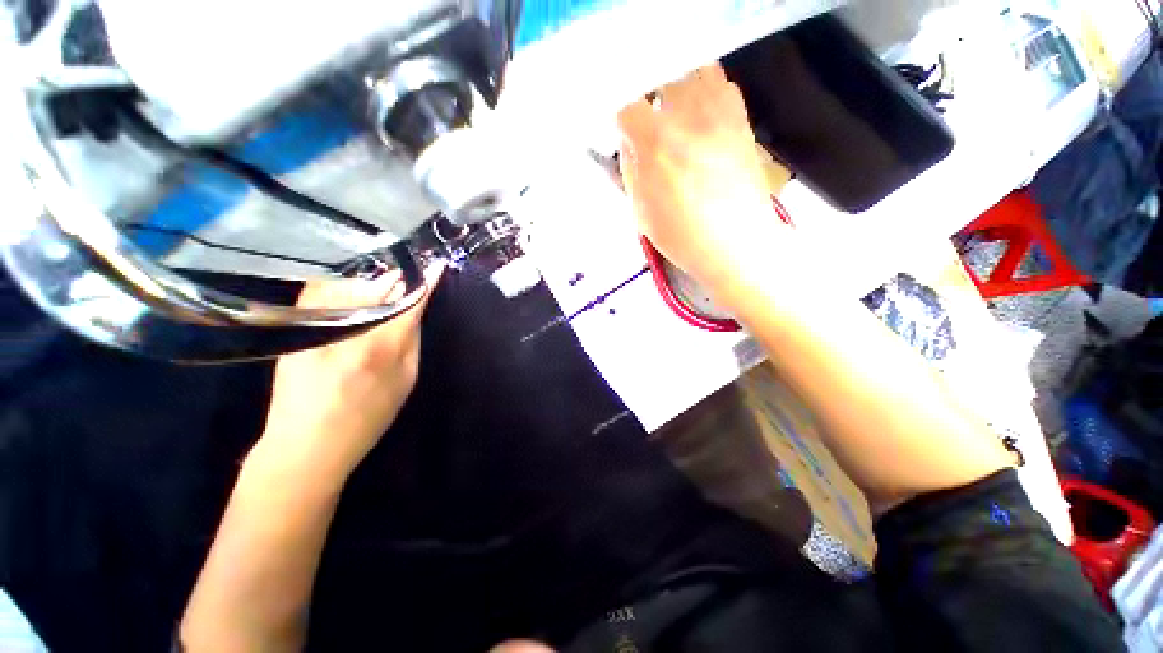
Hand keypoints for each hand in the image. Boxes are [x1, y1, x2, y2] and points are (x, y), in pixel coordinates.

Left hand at [257, 267, 441, 478]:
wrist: (305, 443)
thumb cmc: (367, 417)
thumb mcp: (406, 380)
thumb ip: (412, 338)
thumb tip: (416, 306)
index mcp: (380, 347)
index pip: (408, 301)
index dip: (424, 281)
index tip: (436, 265)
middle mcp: (345, 328)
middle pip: (376, 284)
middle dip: (396, 276)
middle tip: (408, 276)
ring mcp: (314, 324)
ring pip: (347, 281)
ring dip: (369, 278)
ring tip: (382, 282)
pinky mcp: (294, 326)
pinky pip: (321, 288)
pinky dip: (341, 283)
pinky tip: (353, 290)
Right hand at [618, 65, 787, 292]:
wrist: (737, 244)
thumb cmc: (683, 236)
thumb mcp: (641, 210)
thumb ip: (630, 169)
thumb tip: (630, 140)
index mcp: (656, 144)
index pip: (628, 106)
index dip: (623, 119)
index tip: (625, 133)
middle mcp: (687, 117)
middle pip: (661, 79)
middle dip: (650, 100)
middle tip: (650, 125)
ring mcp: (719, 114)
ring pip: (693, 73)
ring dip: (679, 89)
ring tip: (676, 115)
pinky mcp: (742, 120)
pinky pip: (722, 85)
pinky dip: (708, 92)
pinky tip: (702, 118)